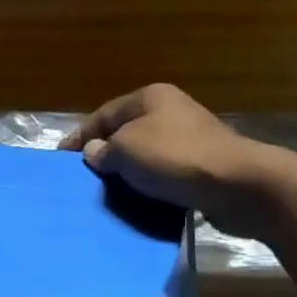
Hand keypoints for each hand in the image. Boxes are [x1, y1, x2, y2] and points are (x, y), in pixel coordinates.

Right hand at [62, 83, 296, 239]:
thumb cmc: (175, 158)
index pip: (103, 114)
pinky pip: (163, 172)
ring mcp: (188, 137)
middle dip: (104, 153)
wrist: (236, 184)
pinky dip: (148, 184)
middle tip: (83, 177)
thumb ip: (104, 150)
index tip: (61, 158)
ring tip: (107, 192)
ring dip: (127, 171)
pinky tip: (138, 199)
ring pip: (145, 153)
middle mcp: (170, 111)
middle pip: (125, 132)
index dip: (80, 136)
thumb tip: (95, 152)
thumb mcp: (127, 149)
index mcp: (149, 98)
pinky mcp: (201, 164)